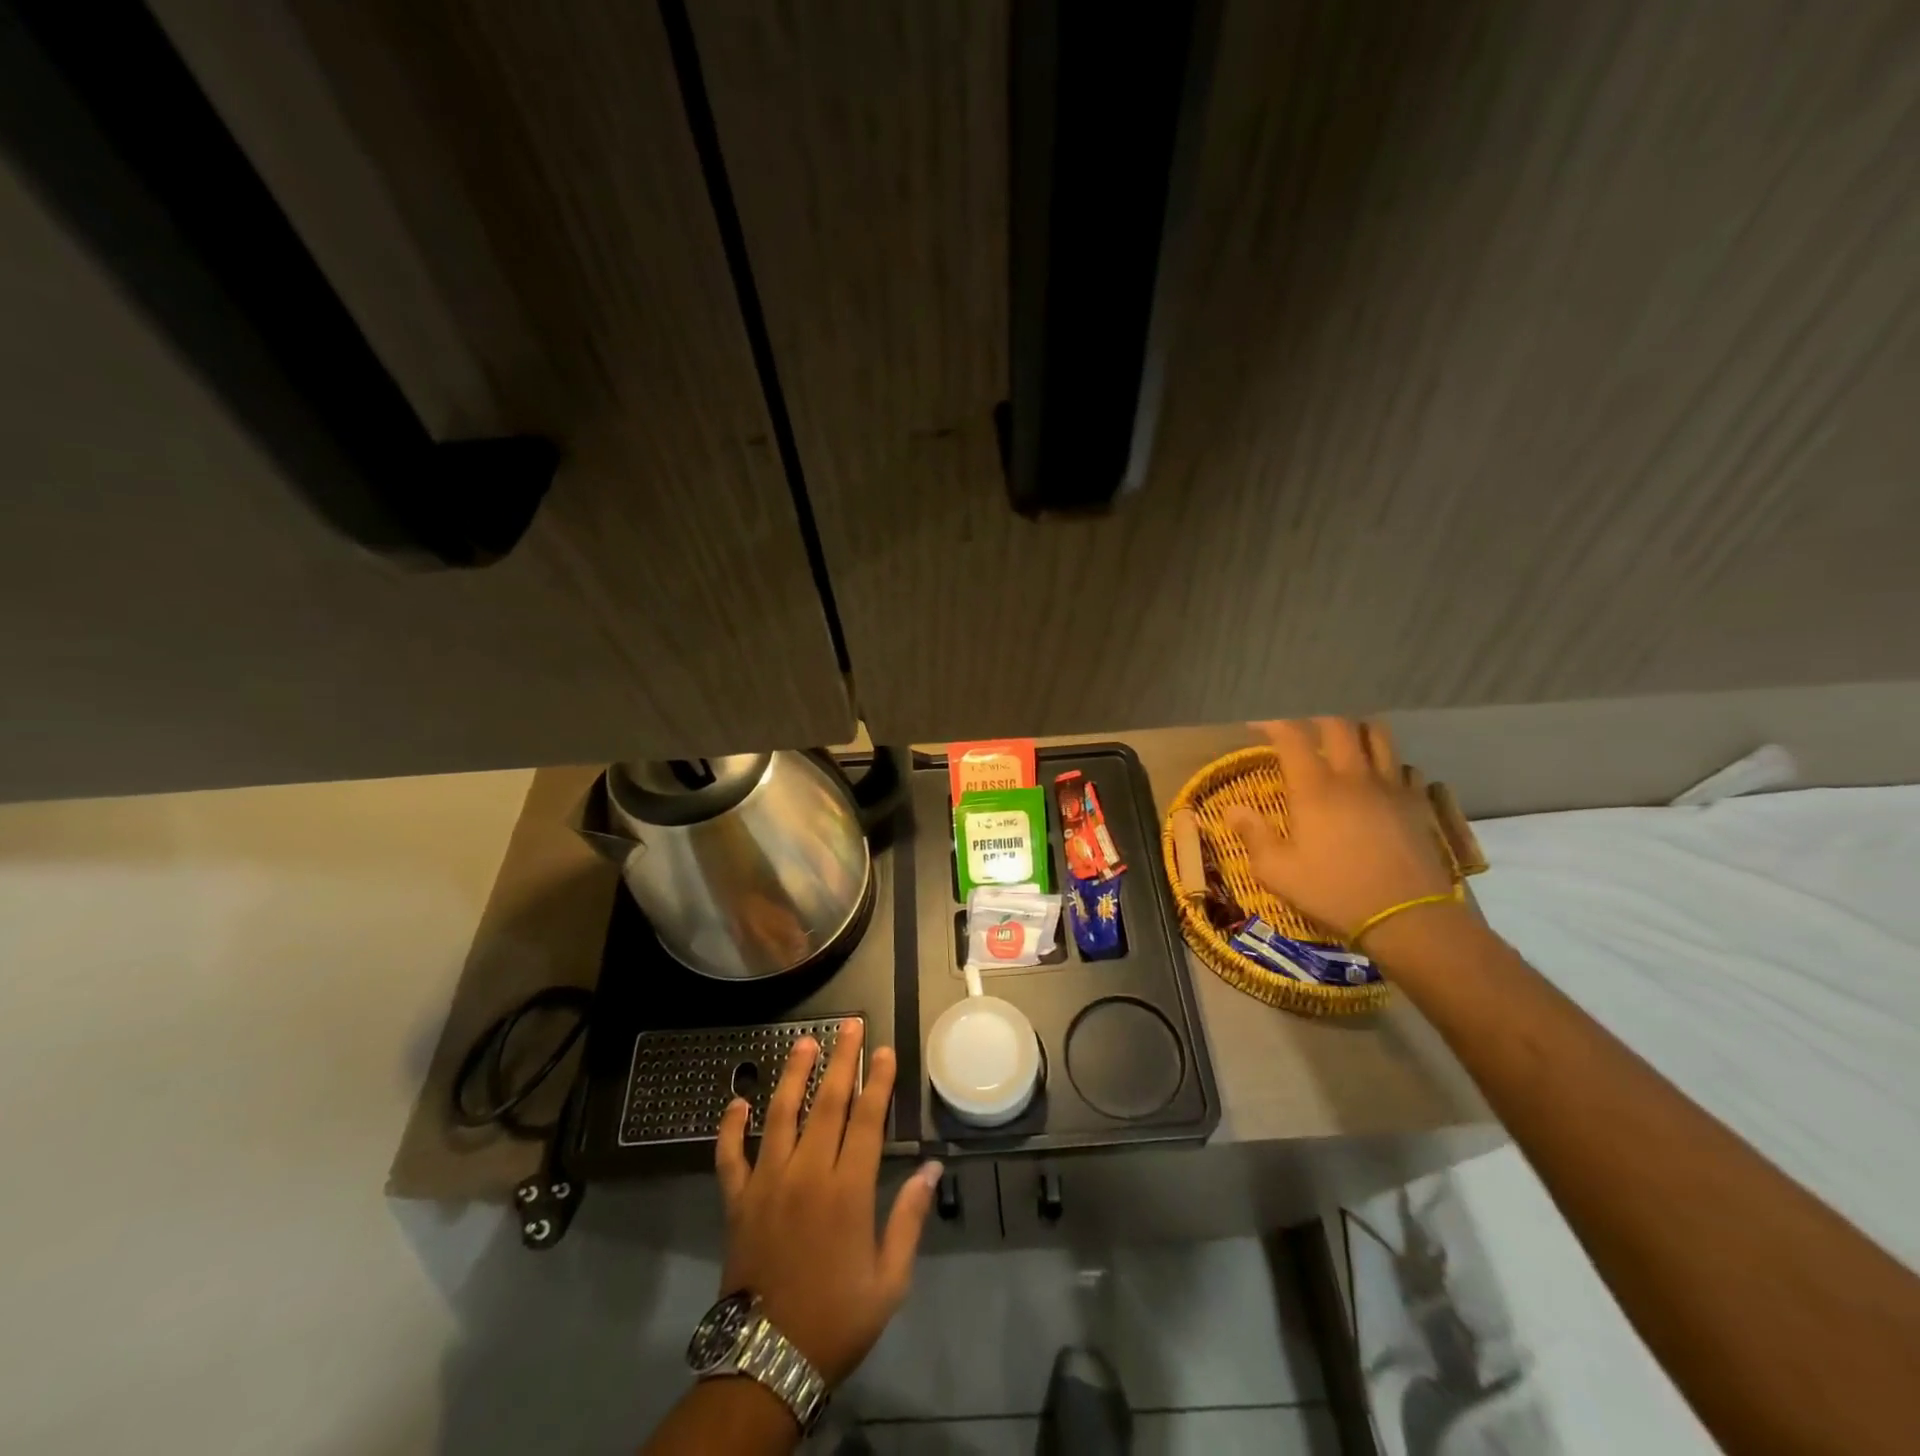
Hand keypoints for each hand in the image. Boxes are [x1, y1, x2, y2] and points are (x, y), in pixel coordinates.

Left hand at [715, 1019, 940, 1387]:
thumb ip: (909, 1219)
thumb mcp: (890, 1280)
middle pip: (828, 1103)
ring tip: (803, 1042)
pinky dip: (729, 1127)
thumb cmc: (838, 1319)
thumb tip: (931, 1169)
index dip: (878, 1081)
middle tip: (850, 1025)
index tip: (884, 1050)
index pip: (867, 1119)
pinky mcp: (737, 1200)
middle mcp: (807, 1174)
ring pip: (780, 1115)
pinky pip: (729, 1155)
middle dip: (842, 1059)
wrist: (768, 1363)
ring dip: (793, 1075)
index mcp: (848, 1190)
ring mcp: (767, 1183)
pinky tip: (735, 1101)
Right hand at [1222, 718, 1470, 945]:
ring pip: (1377, 735)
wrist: (1407, 917)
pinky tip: (1379, 780)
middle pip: (1337, 725)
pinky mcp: (1418, 803)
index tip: (1257, 724)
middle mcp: (1353, 776)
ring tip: (1343, 743)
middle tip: (1300, 731)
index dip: (1272, 722)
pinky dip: (1387, 764)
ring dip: (1356, 732)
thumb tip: (1233, 809)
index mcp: (1314, 789)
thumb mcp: (1277, 872)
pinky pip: (1404, 766)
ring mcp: (1390, 786)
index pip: (1292, 736)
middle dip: (1314, 719)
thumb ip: (1253, 835)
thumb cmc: (1333, 892)